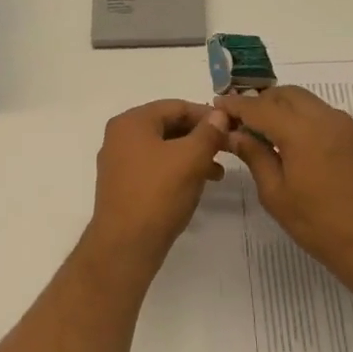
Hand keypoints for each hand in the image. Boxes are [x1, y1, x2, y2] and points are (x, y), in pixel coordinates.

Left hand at [87, 99, 231, 269]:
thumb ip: (208, 132)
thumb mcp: (190, 158)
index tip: (233, 128)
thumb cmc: (158, 194)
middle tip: (228, 149)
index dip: (207, 115)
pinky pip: (155, 168)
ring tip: (218, 172)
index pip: (176, 106)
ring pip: (164, 149)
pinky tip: (197, 185)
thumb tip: (219, 114)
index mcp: (131, 122)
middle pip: (168, 126)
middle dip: (200, 137)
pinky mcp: (124, 186)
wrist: (125, 245)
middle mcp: (120, 137)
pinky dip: (178, 171)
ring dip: (192, 156)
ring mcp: (119, 163)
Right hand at [216, 86, 352, 307]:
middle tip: (242, 122)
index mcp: (301, 130)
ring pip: (309, 104)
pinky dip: (305, 121)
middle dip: (262, 102)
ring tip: (266, 134)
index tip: (217, 106)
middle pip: (287, 95)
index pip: (259, 107)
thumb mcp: (277, 195)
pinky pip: (326, 118)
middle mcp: (327, 118)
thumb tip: (236, 135)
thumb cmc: (321, 225)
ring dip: (284, 110)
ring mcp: (349, 128)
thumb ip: (255, 157)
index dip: (235, 105)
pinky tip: (296, 147)